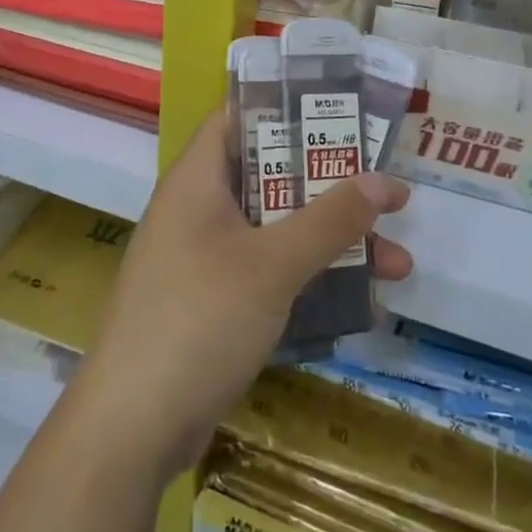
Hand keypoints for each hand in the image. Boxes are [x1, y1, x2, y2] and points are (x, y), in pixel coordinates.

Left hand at [66, 112, 411, 478]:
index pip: (239, 117)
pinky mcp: (213, 301)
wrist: (134, 424)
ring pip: (275, 230)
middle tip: (388, 192)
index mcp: (197, 179)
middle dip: (330, 186)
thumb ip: (329, 219)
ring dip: (330, 241)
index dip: (288, 107)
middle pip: (269, 176)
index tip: (344, 113)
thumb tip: (383, 179)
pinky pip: (267, 271)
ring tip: (398, 263)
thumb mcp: (272, 264)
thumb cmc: (200, 318)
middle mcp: (197, 209)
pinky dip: (307, 278)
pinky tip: (359, 303)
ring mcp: (203, 257)